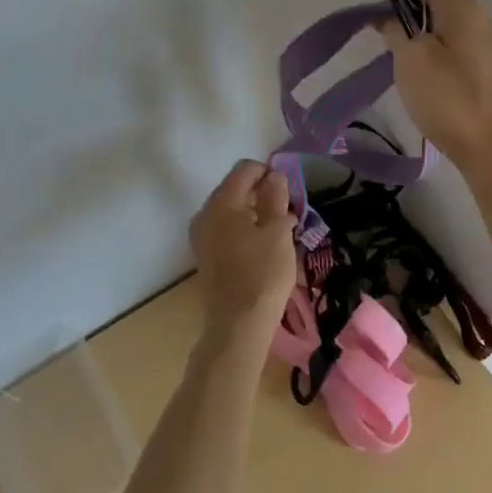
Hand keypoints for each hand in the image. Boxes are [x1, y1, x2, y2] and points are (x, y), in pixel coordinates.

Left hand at [189, 161, 297, 342]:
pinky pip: (226, 229)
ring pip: (232, 210)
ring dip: (256, 212)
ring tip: (282, 229)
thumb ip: (275, 197)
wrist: (238, 323)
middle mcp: (205, 213)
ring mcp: (202, 235)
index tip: (289, 190)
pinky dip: (245, 228)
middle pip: (235, 188)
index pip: (244, 169)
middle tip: (288, 210)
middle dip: (263, 193)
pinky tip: (265, 244)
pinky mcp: (205, 254)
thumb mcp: (277, 230)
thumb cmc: (263, 272)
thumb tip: (274, 176)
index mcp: (222, 202)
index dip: (268, 172)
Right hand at [378, 0, 491, 179]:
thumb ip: (398, 33)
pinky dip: (437, 38)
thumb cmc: (450, 99)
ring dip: (425, 19)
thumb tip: (393, 21)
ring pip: (452, 19)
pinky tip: (424, 58)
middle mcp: (482, 18)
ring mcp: (491, 44)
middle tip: (385, 10)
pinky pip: (459, 40)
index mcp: (463, 9)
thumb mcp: (411, 62)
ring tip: (399, 35)